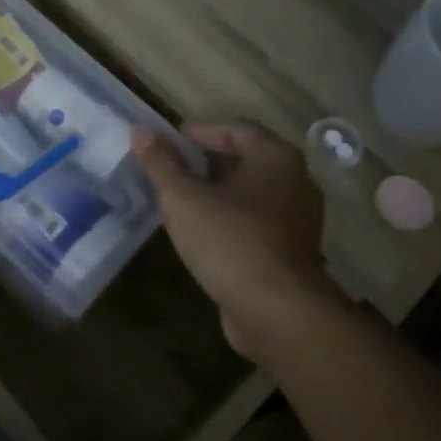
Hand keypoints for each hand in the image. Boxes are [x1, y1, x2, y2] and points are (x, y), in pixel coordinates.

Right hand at [132, 121, 337, 363]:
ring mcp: (299, 219)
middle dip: (209, 161)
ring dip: (219, 192)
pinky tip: (204, 233)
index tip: (172, 140)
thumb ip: (161, 162)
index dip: (203, 130)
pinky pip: (259, 222)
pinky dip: (232, 218)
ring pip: (253, 193)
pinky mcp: (294, 251)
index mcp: (275, 158)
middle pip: (248, 159)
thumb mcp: (183, 197)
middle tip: (173, 168)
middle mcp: (296, 181)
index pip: (238, 128)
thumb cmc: (230, 241)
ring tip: (182, 200)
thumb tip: (141, 130)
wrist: (278, 312)